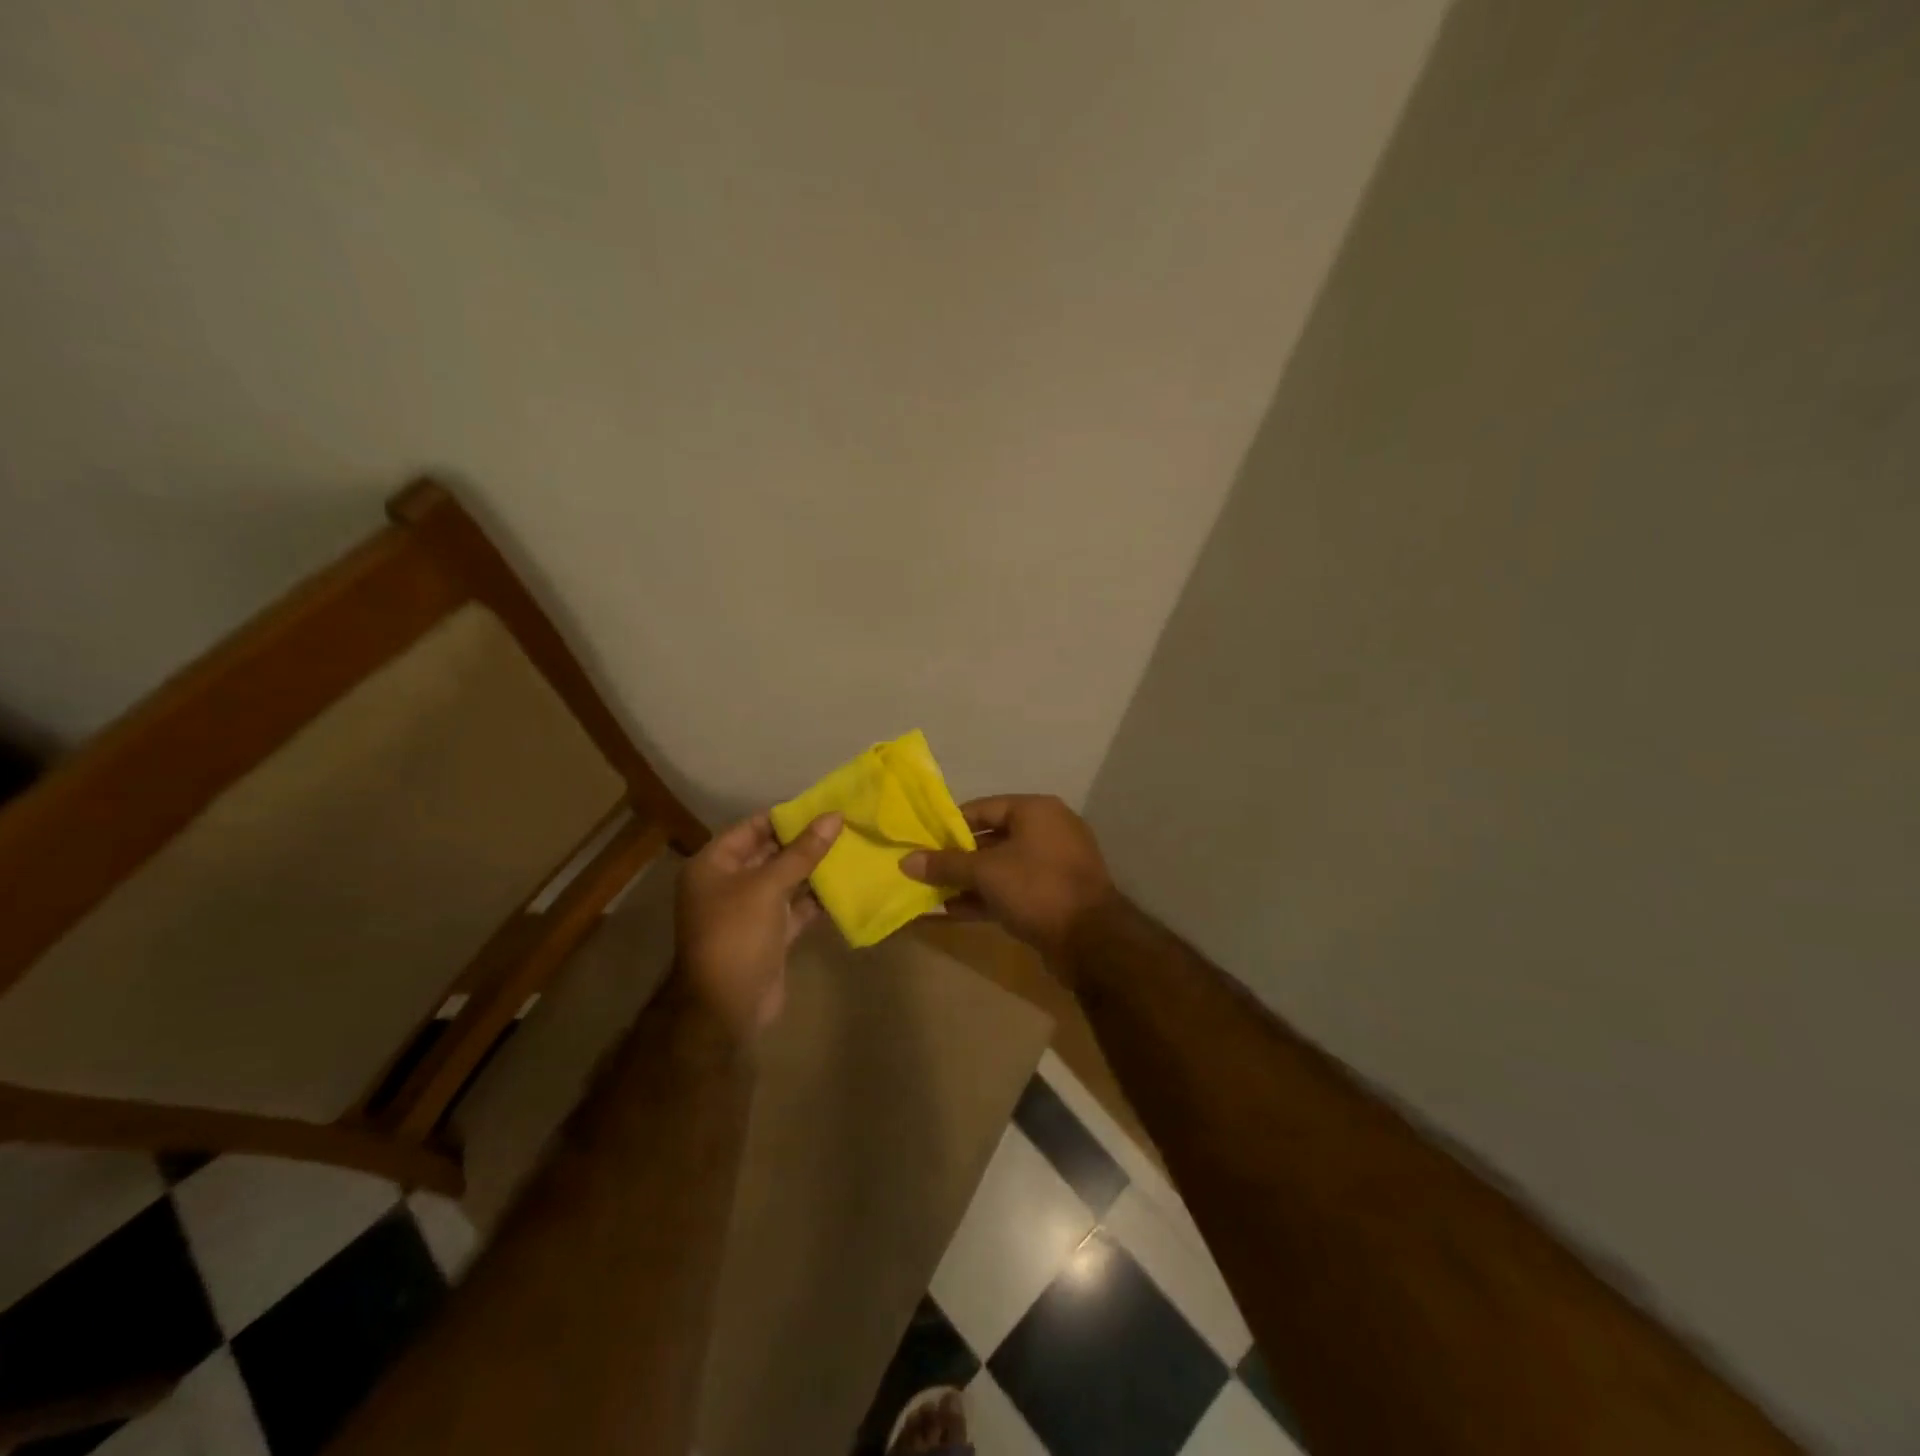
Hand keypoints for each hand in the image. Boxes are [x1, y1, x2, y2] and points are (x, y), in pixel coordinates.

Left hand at [675, 811, 842, 1040]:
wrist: (725, 1008)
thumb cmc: (737, 935)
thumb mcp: (768, 887)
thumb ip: (802, 852)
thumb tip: (834, 816)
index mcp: (714, 865)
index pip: (752, 827)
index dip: (787, 816)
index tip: (824, 806)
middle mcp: (728, 884)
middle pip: (770, 853)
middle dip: (806, 841)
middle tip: (846, 825)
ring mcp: (749, 911)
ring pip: (786, 881)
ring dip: (815, 869)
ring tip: (852, 849)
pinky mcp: (769, 935)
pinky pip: (795, 908)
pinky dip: (817, 899)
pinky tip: (847, 886)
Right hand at [900, 795, 1114, 960]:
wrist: (1091, 940)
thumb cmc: (1036, 888)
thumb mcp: (985, 872)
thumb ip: (945, 864)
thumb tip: (906, 861)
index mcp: (1036, 811)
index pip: (983, 808)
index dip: (950, 824)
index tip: (923, 840)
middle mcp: (1048, 830)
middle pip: (992, 838)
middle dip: (957, 856)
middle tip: (924, 869)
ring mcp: (1054, 864)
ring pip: (1001, 867)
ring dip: (968, 880)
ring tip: (932, 893)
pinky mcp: (1054, 895)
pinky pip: (1013, 889)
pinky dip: (986, 897)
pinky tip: (953, 911)